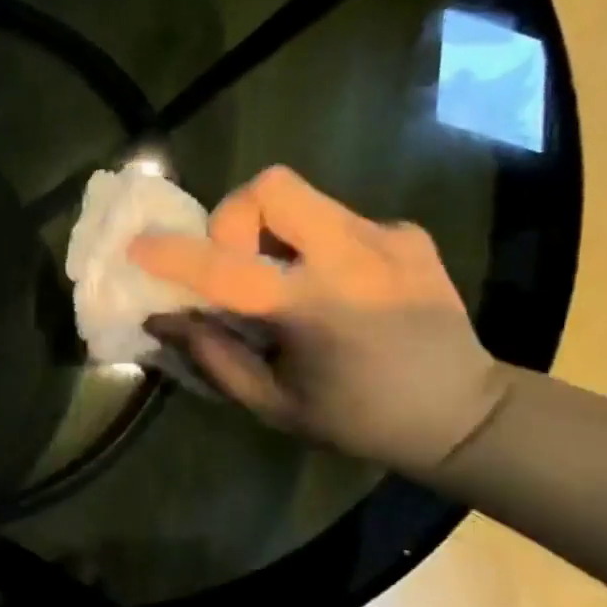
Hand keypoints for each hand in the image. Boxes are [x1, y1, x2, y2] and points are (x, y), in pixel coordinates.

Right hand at [129, 166, 506, 476]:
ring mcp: (387, 238)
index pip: (226, 268)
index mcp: (314, 308)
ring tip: (286, 276)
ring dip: (274, 230)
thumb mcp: (273, 403)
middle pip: (272, 187)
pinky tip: (339, 286)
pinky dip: (317, 244)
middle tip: (238, 259)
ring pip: (304, 197)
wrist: (466, 414)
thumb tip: (164, 317)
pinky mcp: (408, 234)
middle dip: (235, 215)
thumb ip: (213, 355)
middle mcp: (353, 258)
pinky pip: (338, 218)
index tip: (140, 246)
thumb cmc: (359, 419)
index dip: (174, 253)